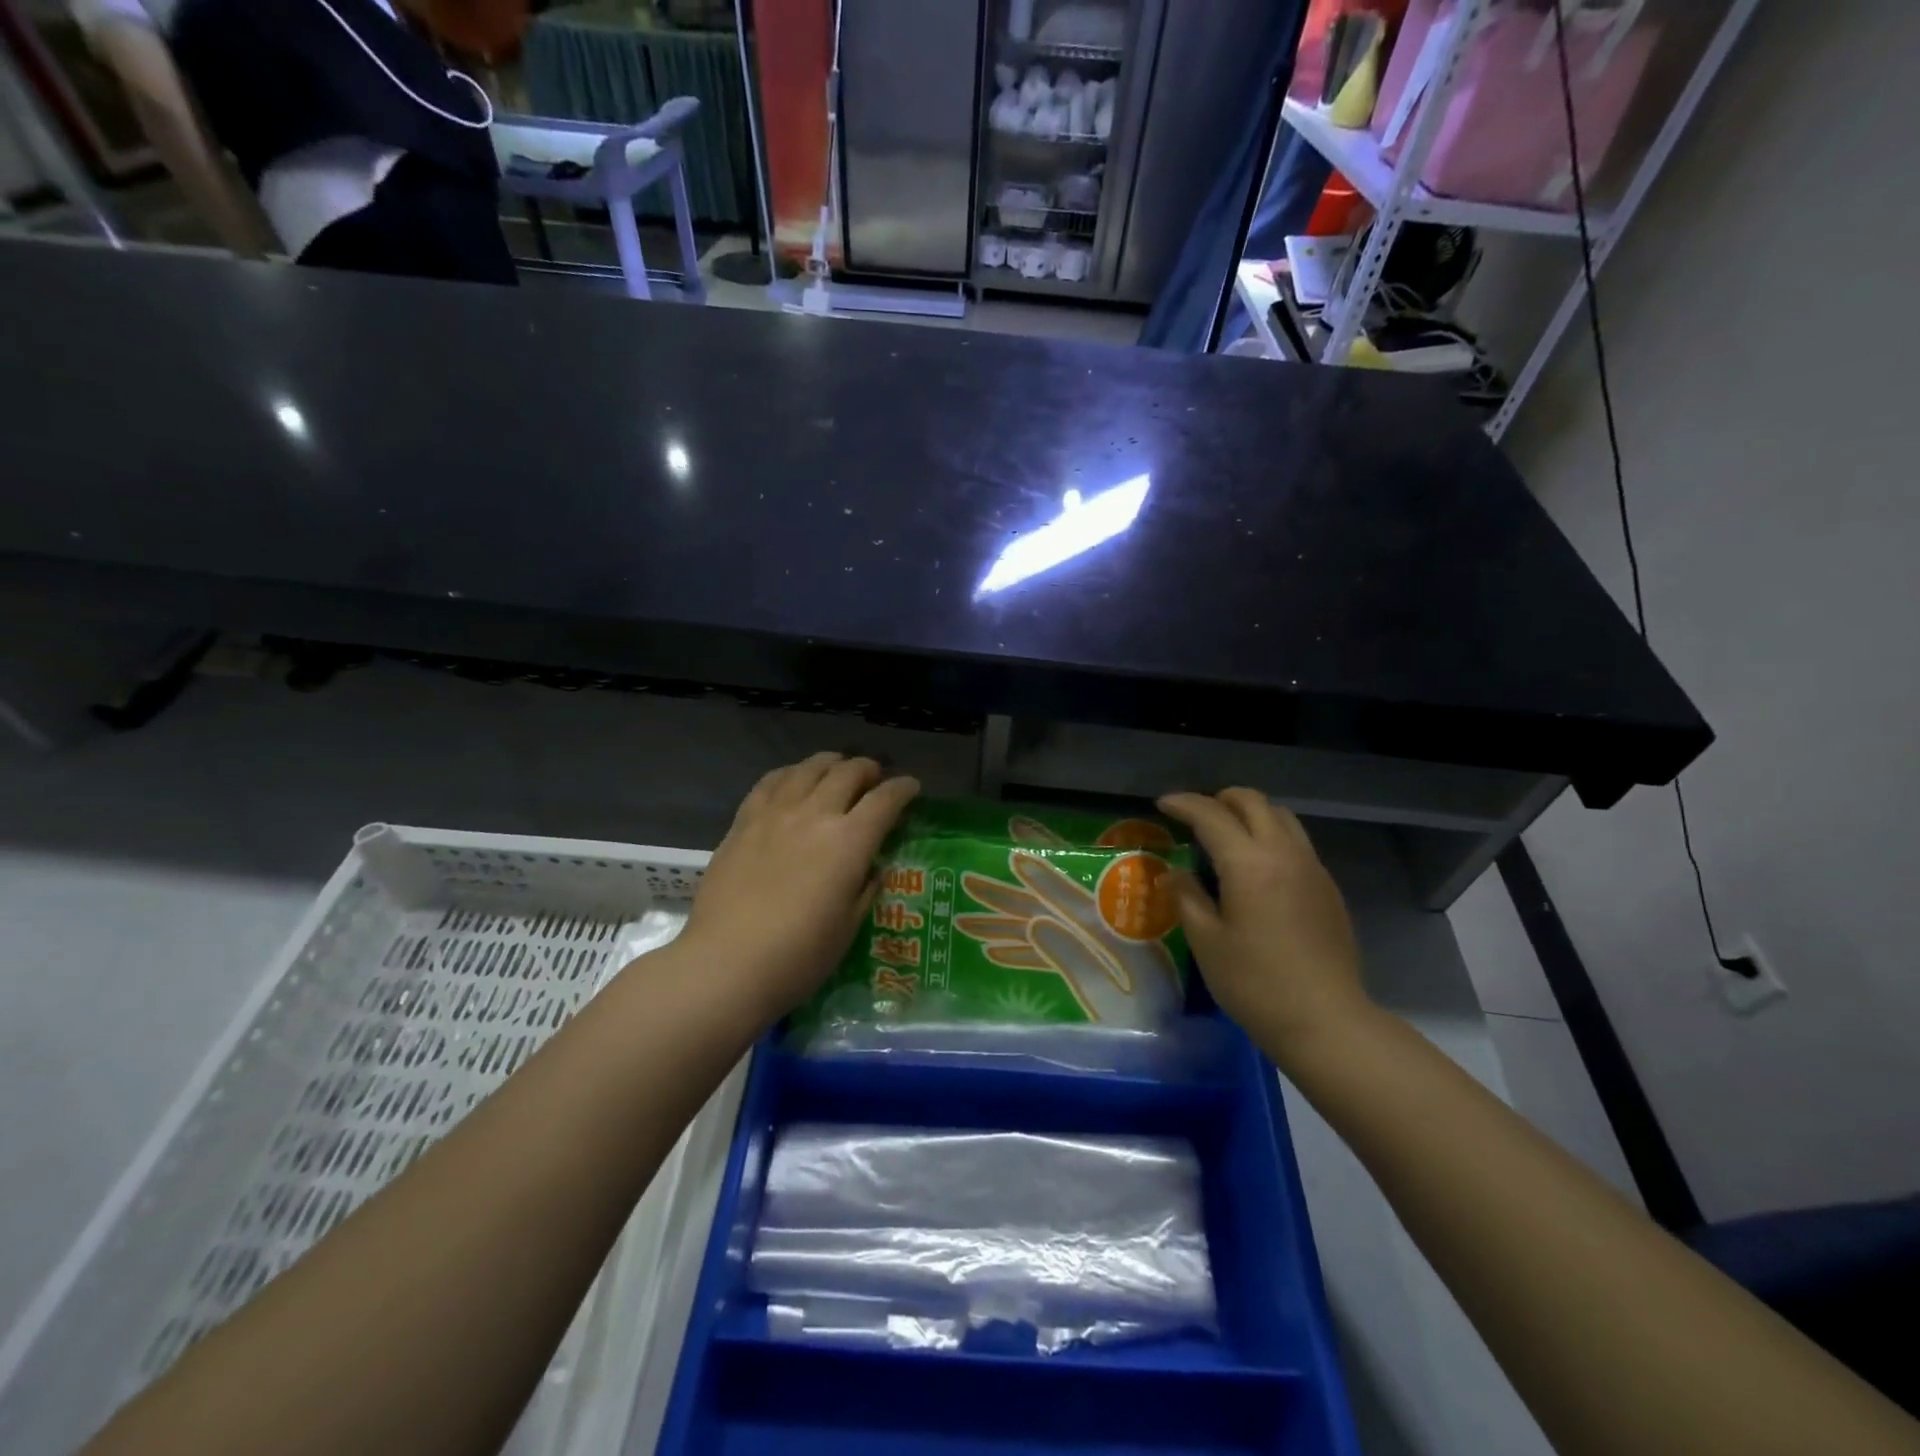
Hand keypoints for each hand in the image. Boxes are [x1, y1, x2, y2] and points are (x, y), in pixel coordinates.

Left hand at [679, 753, 919, 1018]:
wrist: (726, 964)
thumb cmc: (798, 956)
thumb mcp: (849, 927)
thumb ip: (865, 889)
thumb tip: (872, 868)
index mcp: (849, 841)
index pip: (885, 800)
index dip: (903, 789)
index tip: (911, 788)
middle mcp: (815, 815)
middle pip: (848, 773)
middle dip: (869, 770)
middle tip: (875, 778)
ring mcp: (775, 813)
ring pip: (809, 768)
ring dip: (831, 764)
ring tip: (837, 770)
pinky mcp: (744, 821)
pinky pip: (771, 781)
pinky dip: (791, 773)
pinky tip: (793, 780)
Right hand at [1156, 789, 1369, 1063]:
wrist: (1325, 1020)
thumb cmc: (1255, 983)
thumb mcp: (1206, 941)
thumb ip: (1187, 897)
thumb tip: (1175, 874)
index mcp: (1249, 863)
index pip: (1211, 815)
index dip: (1184, 804)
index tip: (1163, 804)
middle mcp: (1284, 853)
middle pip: (1253, 802)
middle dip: (1220, 799)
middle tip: (1195, 815)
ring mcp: (1312, 868)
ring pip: (1281, 817)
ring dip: (1250, 814)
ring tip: (1226, 835)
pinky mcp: (1327, 887)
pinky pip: (1296, 843)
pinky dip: (1271, 837)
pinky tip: (1256, 869)